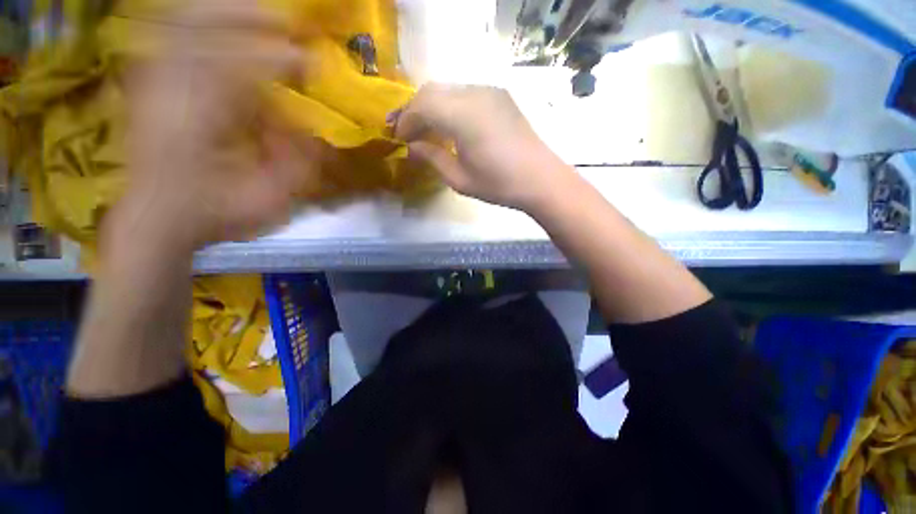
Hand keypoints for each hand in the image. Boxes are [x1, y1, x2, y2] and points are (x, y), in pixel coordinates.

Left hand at [107, 0, 319, 255]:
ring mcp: (154, 84)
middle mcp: (171, 92)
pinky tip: (220, 31)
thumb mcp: (268, 202)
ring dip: (223, 16)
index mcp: (202, 122)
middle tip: (285, 22)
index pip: (242, 69)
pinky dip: (198, 29)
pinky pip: (169, 41)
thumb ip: (295, 165)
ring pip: (182, 26)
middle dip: (247, 18)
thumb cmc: (214, 215)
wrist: (156, 221)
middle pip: (200, 27)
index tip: (311, 61)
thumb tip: (310, 131)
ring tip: (258, 17)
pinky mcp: (149, 87)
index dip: (280, 59)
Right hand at [392, 84, 572, 210]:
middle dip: (413, 110)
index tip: (397, 138)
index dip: (405, 121)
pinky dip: (449, 105)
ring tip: (423, 128)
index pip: (422, 106)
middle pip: (432, 91)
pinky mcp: (499, 96)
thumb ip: (432, 158)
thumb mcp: (460, 179)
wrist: (540, 179)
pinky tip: (447, 124)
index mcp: (463, 116)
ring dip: (430, 106)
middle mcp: (474, 93)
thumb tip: (412, 147)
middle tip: (404, 130)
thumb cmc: (499, 184)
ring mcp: (489, 91)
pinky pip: (464, 93)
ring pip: (448, 89)